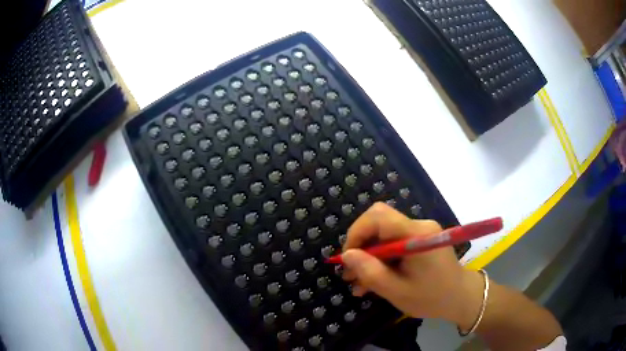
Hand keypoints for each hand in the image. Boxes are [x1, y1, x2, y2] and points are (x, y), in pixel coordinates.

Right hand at [341, 203, 483, 328]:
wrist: (461, 298)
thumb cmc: (432, 297)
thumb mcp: (397, 291)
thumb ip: (371, 272)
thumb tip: (347, 255)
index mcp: (416, 234)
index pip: (378, 215)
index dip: (357, 232)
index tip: (348, 258)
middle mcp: (419, 225)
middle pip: (379, 224)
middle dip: (361, 248)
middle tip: (350, 275)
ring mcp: (421, 231)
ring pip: (384, 236)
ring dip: (369, 257)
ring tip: (359, 284)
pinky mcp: (421, 239)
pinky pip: (394, 243)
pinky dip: (382, 260)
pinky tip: (375, 280)